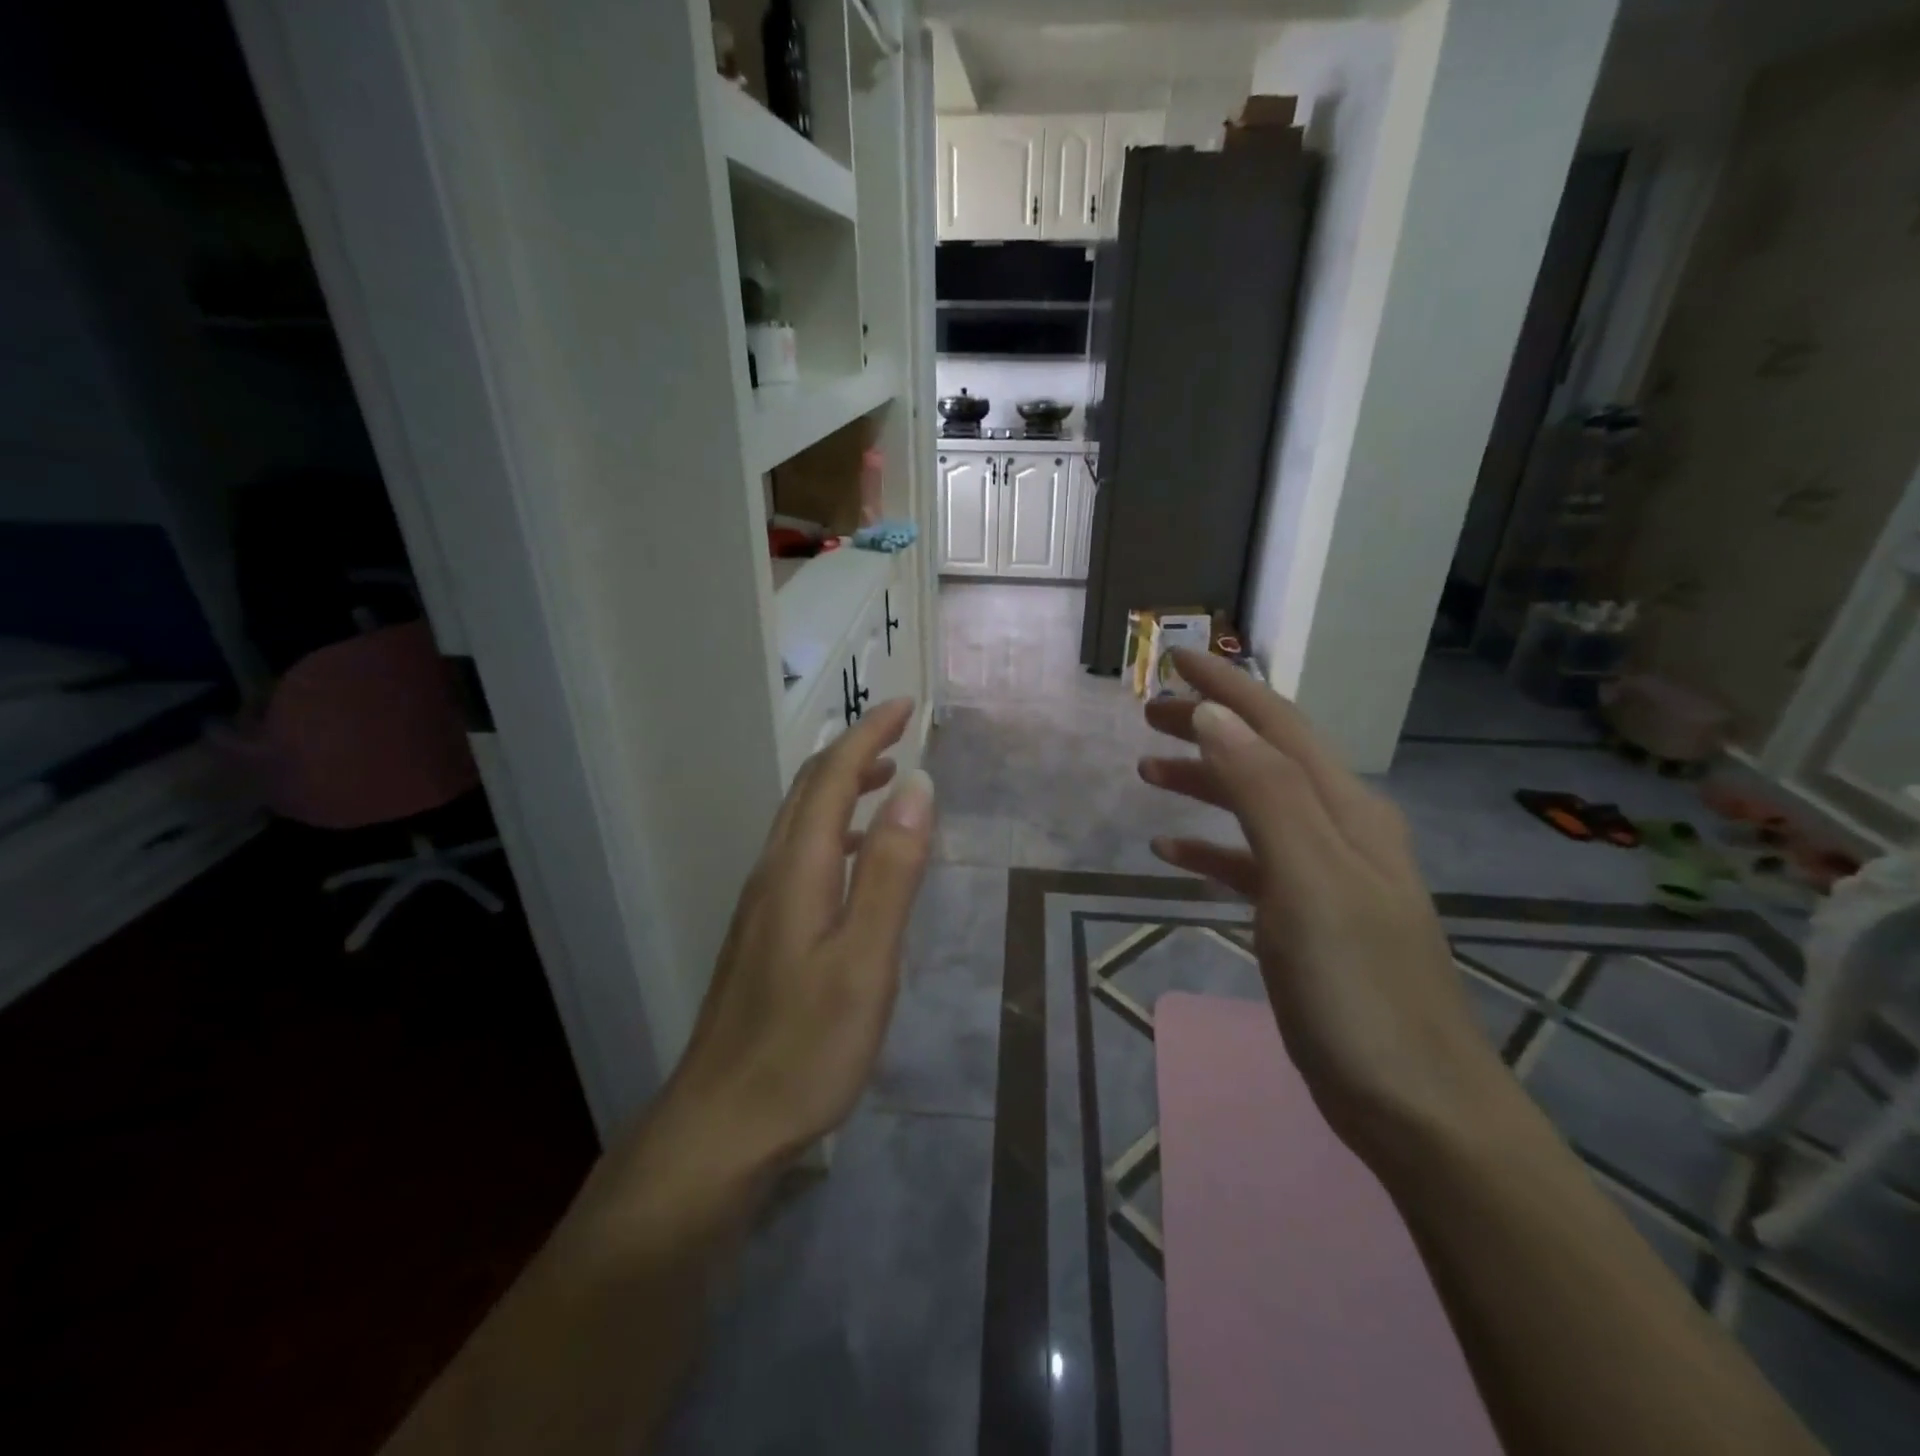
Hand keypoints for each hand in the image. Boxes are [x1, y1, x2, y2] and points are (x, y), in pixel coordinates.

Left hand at [653, 697, 934, 1175]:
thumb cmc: (804, 1047)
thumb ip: (890, 872)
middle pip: (808, 789)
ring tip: (887, 781)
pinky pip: (799, 852)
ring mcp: (761, 904)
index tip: (908, 706)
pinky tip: (852, 856)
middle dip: (854, 749)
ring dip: (842, 786)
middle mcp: (772, 873)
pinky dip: (832, 827)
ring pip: (800, 820)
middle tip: (900, 730)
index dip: (869, 734)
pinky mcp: (762, 932)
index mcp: (797, 868)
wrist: (723, 1123)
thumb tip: (917, 787)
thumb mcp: (864, 960)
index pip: (832, 777)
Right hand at [1138, 651, 1507, 1162]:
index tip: (1176, 655)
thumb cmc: (1358, 987)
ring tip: (1147, 772)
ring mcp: (1327, 875)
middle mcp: (1341, 829)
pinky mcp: (1309, 919)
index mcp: (1345, 810)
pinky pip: (1252, 862)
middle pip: (1266, 756)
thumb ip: (1262, 791)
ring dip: (1205, 781)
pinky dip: (1212, 847)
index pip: (1278, 724)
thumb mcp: (1307, 878)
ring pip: (1256, 805)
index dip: (1228, 685)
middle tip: (1149, 714)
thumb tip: (1216, 715)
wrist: (1417, 1105)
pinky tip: (1172, 850)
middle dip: (1210, 726)